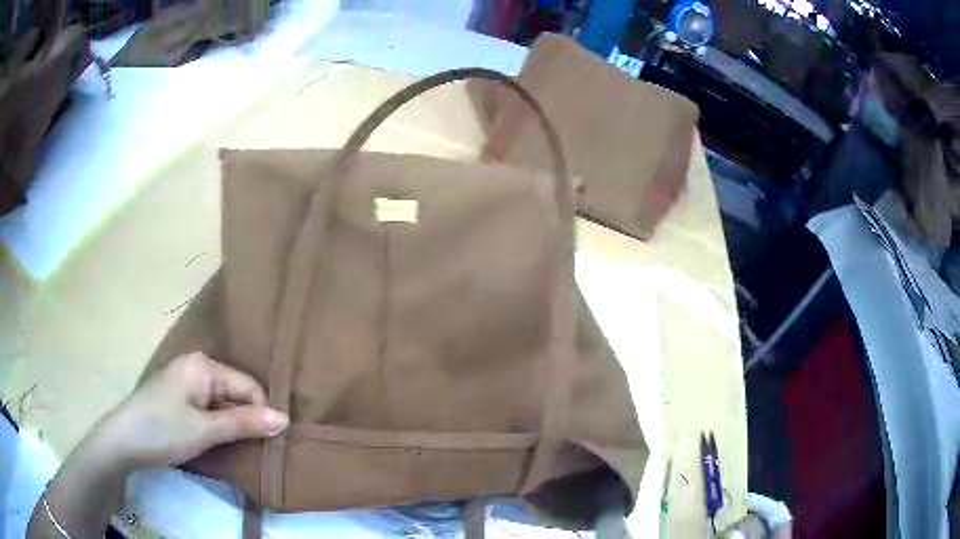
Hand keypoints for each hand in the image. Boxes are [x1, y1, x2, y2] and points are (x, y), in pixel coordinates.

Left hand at [92, 352, 288, 468]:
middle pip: (234, 391)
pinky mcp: (176, 395)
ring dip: (229, 423)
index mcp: (204, 365)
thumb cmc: (164, 430)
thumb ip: (245, 423)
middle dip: (245, 418)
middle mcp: (195, 365)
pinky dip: (214, 422)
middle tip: (252, 448)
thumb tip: (285, 419)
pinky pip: (206, 405)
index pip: (249, 386)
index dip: (261, 413)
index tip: (268, 442)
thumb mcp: (206, 430)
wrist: (123, 439)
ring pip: (220, 400)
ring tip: (233, 446)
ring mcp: (183, 379)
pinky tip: (213, 439)